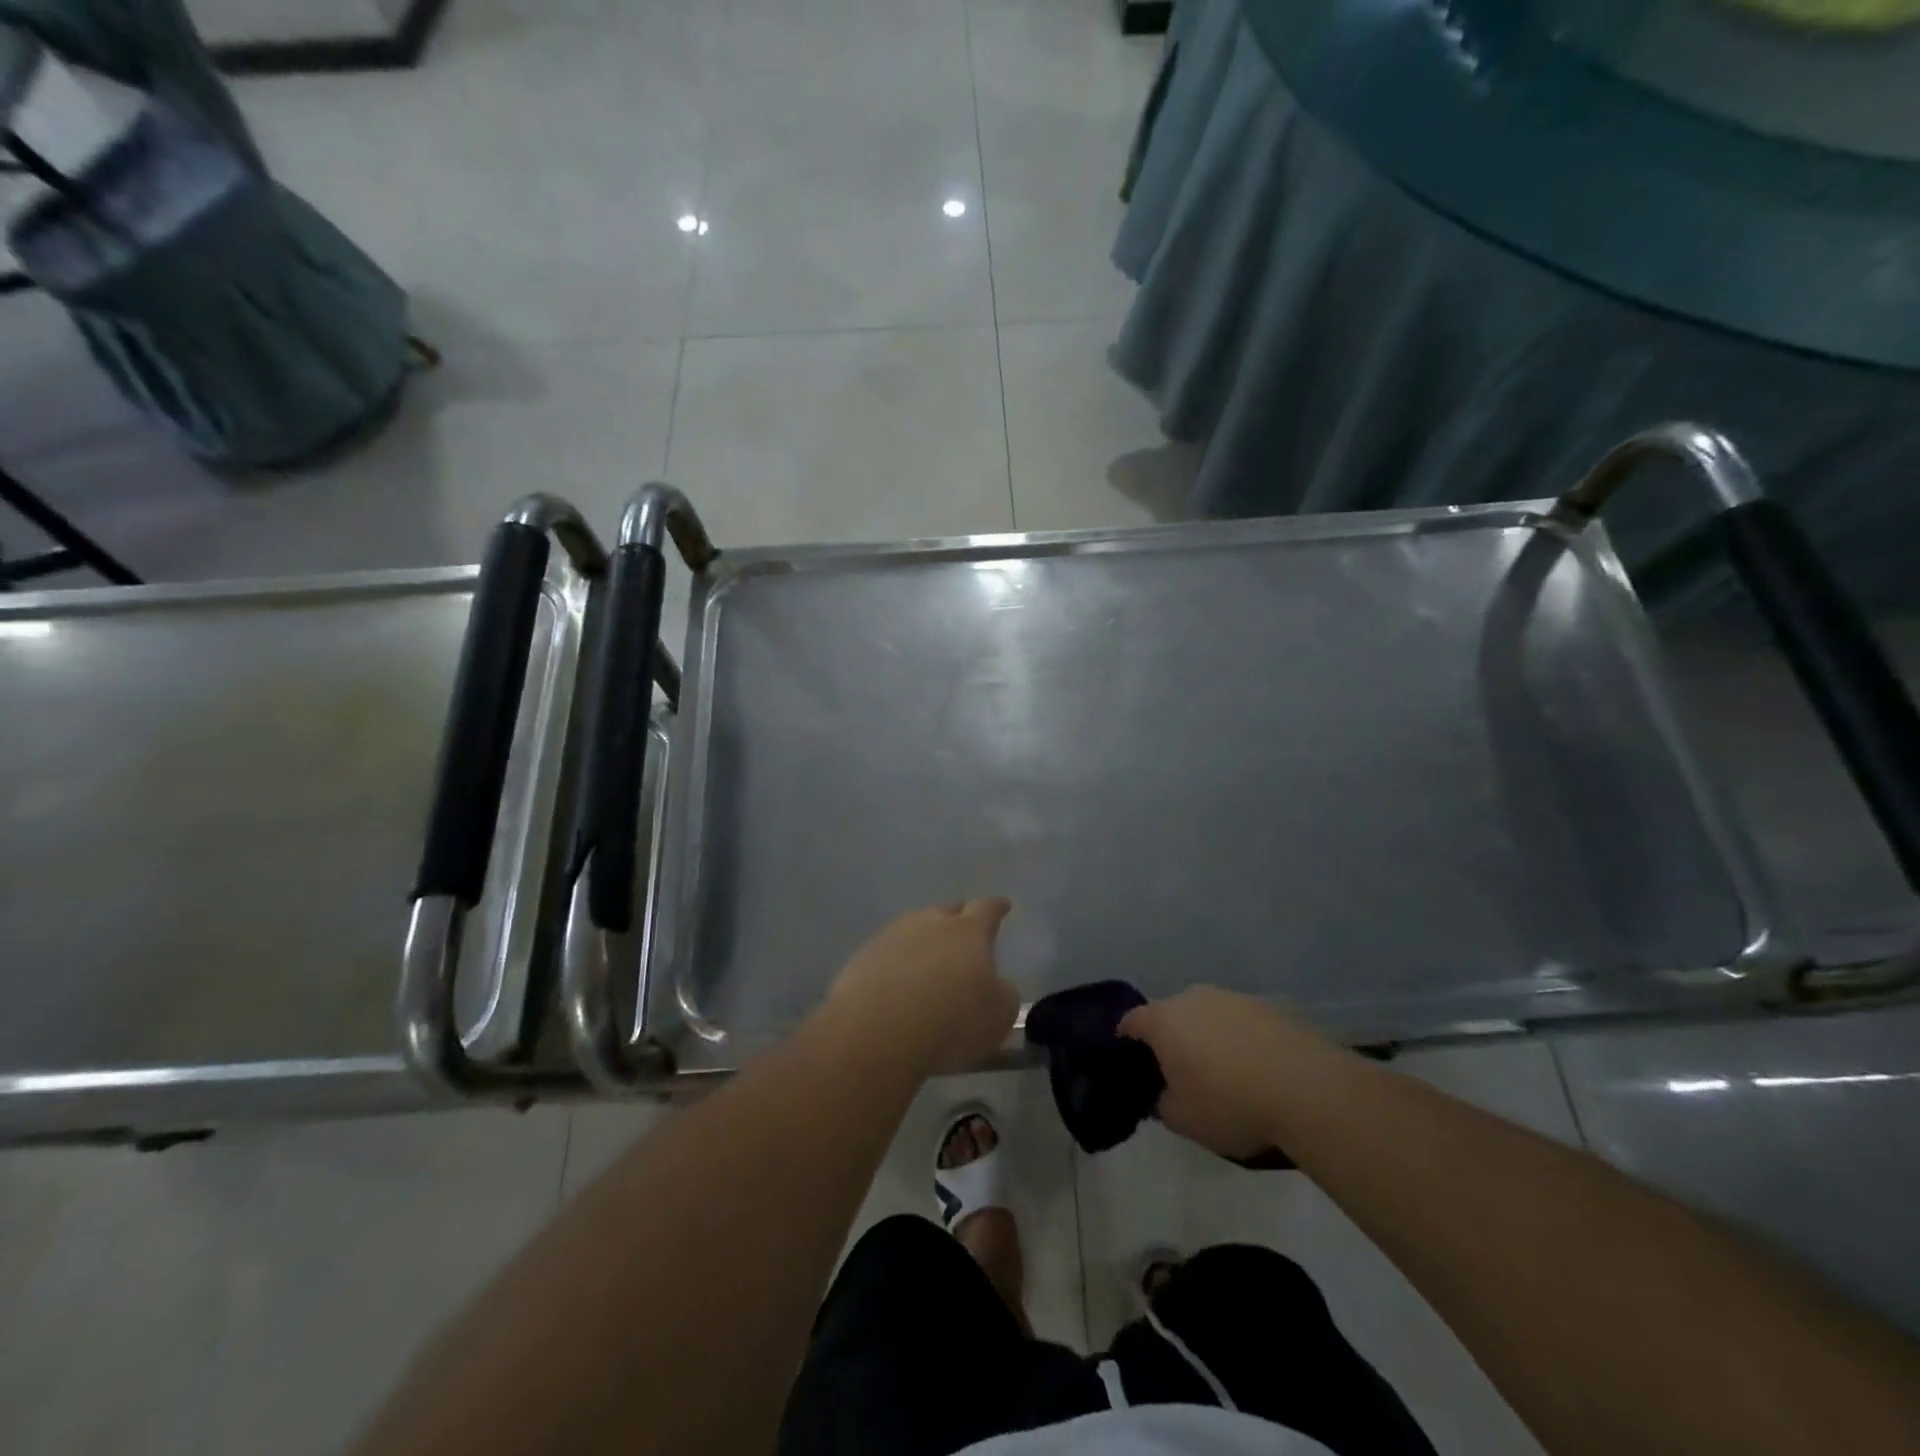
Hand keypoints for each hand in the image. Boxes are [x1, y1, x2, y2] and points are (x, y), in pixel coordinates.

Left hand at [829, 900, 1019, 1074]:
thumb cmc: (952, 1021)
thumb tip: (996, 985)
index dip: (997, 908)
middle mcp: (930, 923)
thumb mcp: (998, 1015)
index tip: (1003, 905)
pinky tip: (896, 985)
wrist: (879, 1032)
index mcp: (968, 931)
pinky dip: (896, 964)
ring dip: (923, 942)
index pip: (987, 909)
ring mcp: (892, 936)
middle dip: (958, 919)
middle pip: (947, 912)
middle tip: (963, 934)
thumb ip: (1002, 993)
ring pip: (914, 929)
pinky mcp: (862, 957)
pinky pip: (887, 953)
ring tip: (928, 964)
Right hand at [1119, 987, 1335, 1159]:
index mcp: (1164, 1020)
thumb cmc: (1230, 1104)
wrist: (1308, 1090)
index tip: (1131, 1061)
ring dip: (1210, 1038)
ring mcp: (1234, 998)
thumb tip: (1164, 1095)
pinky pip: (1243, 1024)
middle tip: (1181, 1073)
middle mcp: (1194, 998)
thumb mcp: (1183, 1120)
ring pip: (1210, 1016)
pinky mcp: (1270, 1006)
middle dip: (1173, 1039)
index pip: (1132, 1021)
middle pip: (1172, 1015)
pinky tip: (1259, 1072)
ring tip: (1226, 1075)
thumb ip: (1162, 1104)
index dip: (1127, 1040)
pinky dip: (1243, 1041)